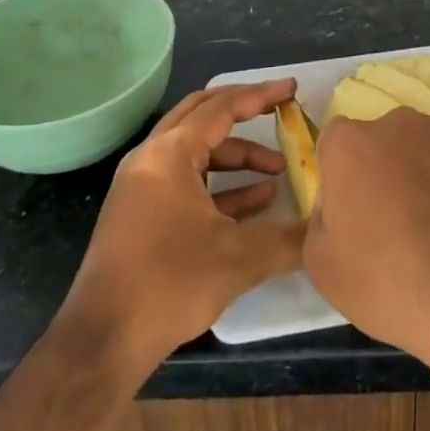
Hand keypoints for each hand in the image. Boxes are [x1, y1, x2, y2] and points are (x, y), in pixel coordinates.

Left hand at [63, 79, 304, 371]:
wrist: (102, 341)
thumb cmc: (169, 284)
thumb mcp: (238, 259)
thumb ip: (288, 239)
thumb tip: (326, 230)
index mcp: (170, 153)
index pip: (223, 108)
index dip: (261, 96)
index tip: (292, 89)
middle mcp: (152, 157)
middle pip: (203, 115)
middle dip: (244, 112)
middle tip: (279, 111)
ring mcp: (142, 184)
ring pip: (196, 151)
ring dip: (236, 156)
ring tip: (276, 174)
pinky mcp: (140, 212)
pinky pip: (186, 180)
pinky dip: (219, 184)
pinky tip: (254, 203)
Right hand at [303, 109, 429, 359]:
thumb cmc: (389, 284)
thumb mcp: (322, 264)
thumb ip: (320, 213)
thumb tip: (337, 195)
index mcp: (351, 143)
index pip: (336, 142)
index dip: (342, 173)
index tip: (354, 207)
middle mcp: (399, 123)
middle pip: (384, 139)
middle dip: (386, 167)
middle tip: (397, 216)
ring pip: (427, 145)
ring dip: (426, 171)